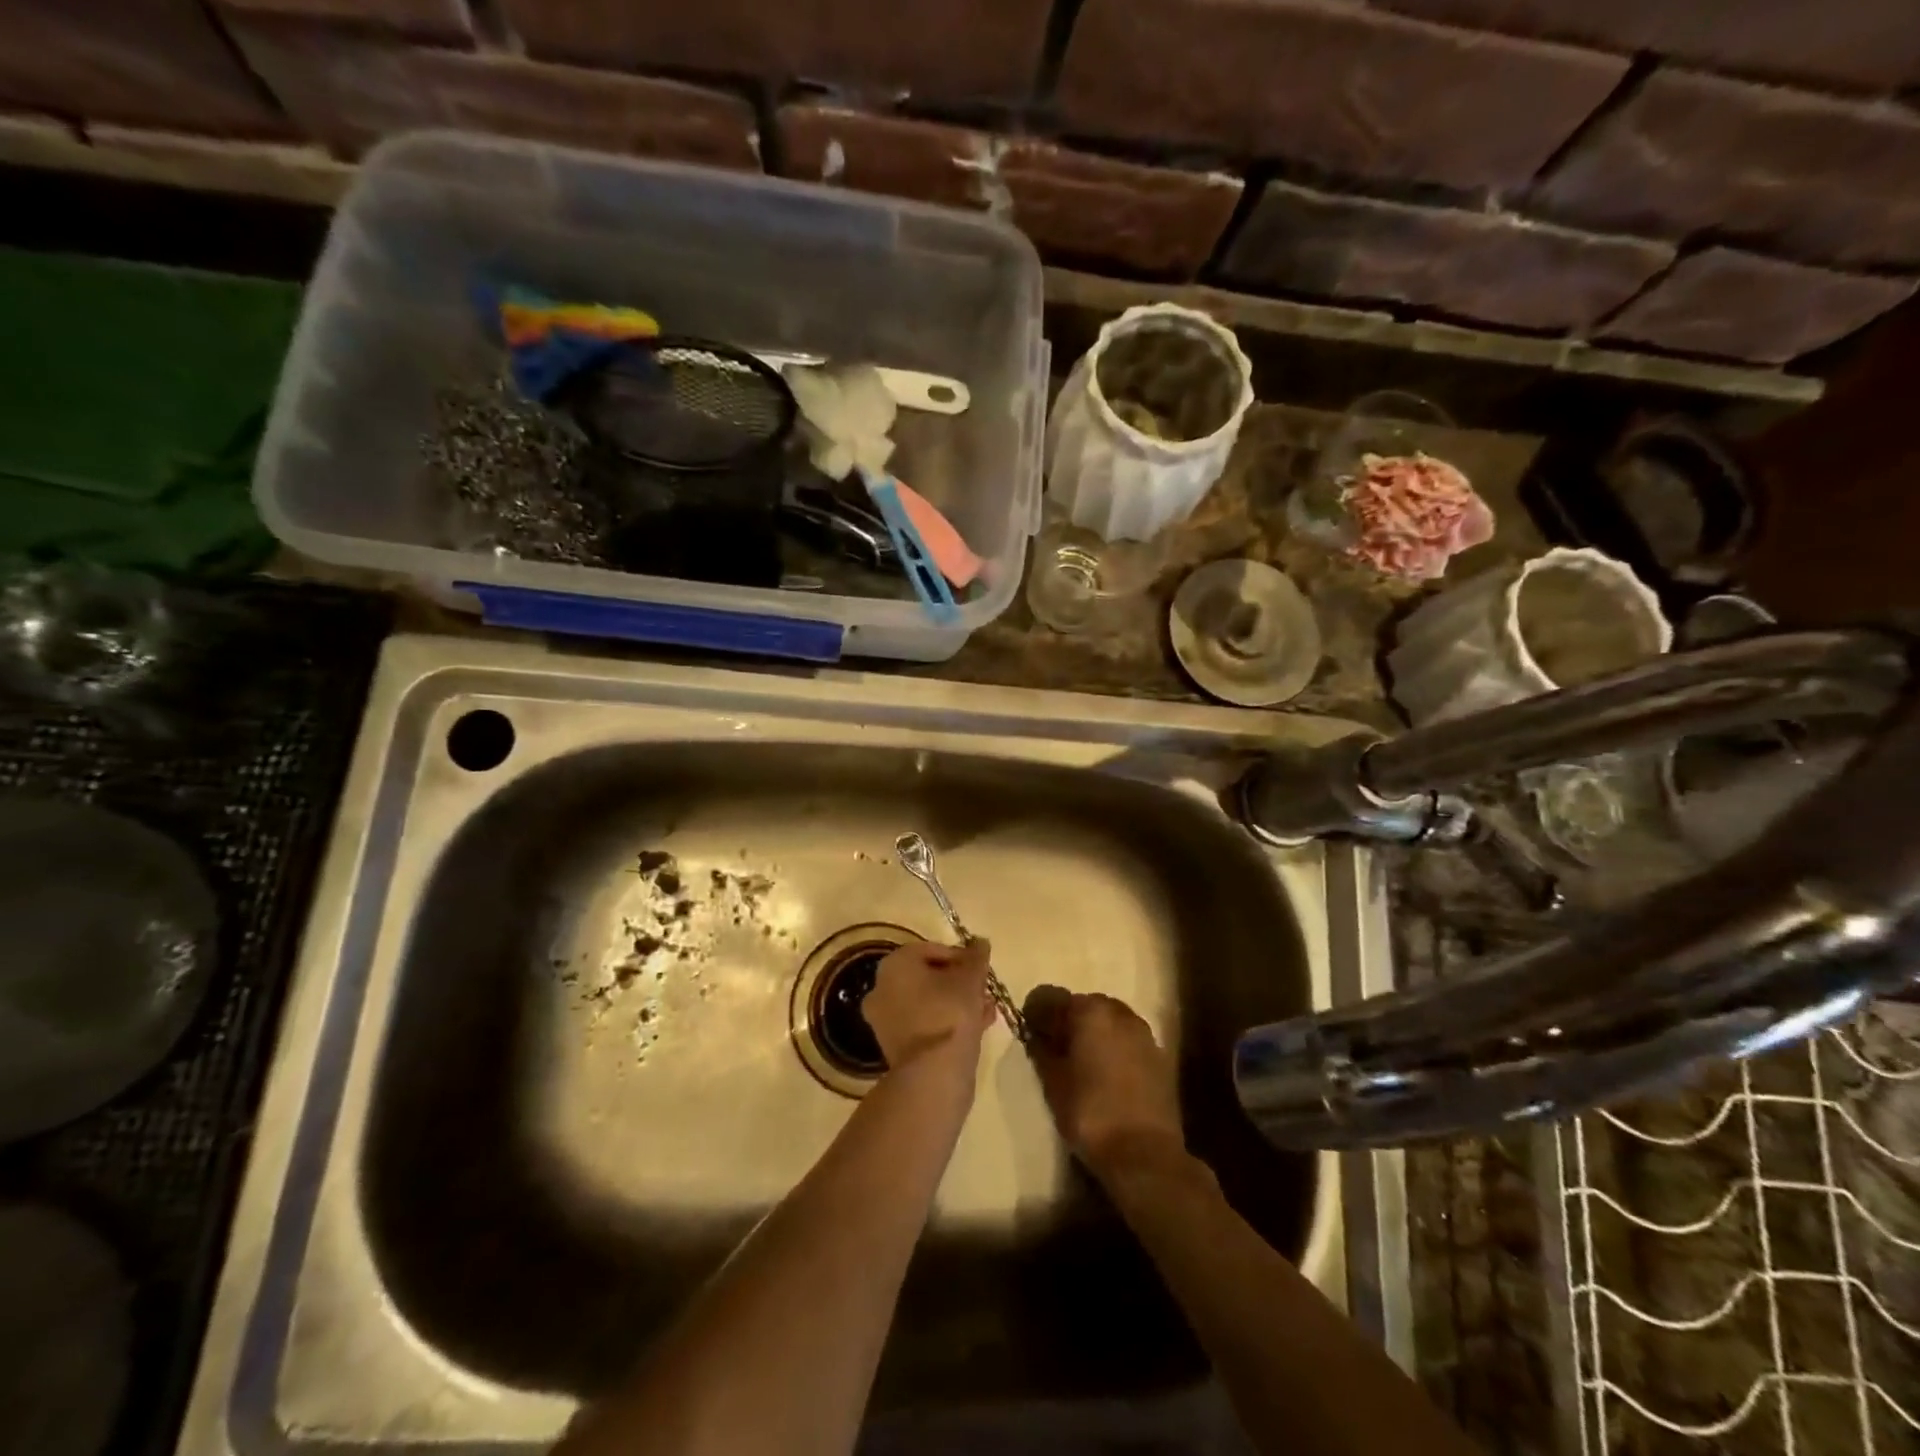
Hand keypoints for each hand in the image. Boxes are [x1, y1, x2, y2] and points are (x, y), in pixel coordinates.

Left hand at [862, 938, 994, 1072]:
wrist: (933, 1073)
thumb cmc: (950, 1013)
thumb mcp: (971, 978)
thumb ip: (977, 957)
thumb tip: (980, 942)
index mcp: (895, 964)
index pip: (931, 950)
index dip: (961, 957)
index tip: (982, 968)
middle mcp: (882, 988)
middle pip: (928, 977)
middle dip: (959, 982)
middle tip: (984, 989)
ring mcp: (885, 1020)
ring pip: (927, 1003)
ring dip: (956, 1003)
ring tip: (986, 1010)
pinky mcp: (895, 1047)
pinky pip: (924, 1024)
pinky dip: (946, 1022)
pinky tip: (976, 1027)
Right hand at [1022, 986, 1183, 1178]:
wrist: (1145, 1154)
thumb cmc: (1090, 1114)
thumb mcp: (1053, 1083)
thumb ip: (1041, 1050)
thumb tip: (1036, 1035)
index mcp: (1089, 1011)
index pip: (1050, 997)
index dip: (1035, 1014)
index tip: (1029, 1035)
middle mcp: (1118, 1012)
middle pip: (1083, 1005)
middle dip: (1067, 1021)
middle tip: (1055, 1049)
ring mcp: (1143, 1032)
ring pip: (1108, 1021)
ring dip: (1093, 1033)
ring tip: (1082, 1063)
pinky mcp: (1160, 1056)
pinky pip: (1127, 1040)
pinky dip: (1114, 1048)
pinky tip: (1107, 1075)